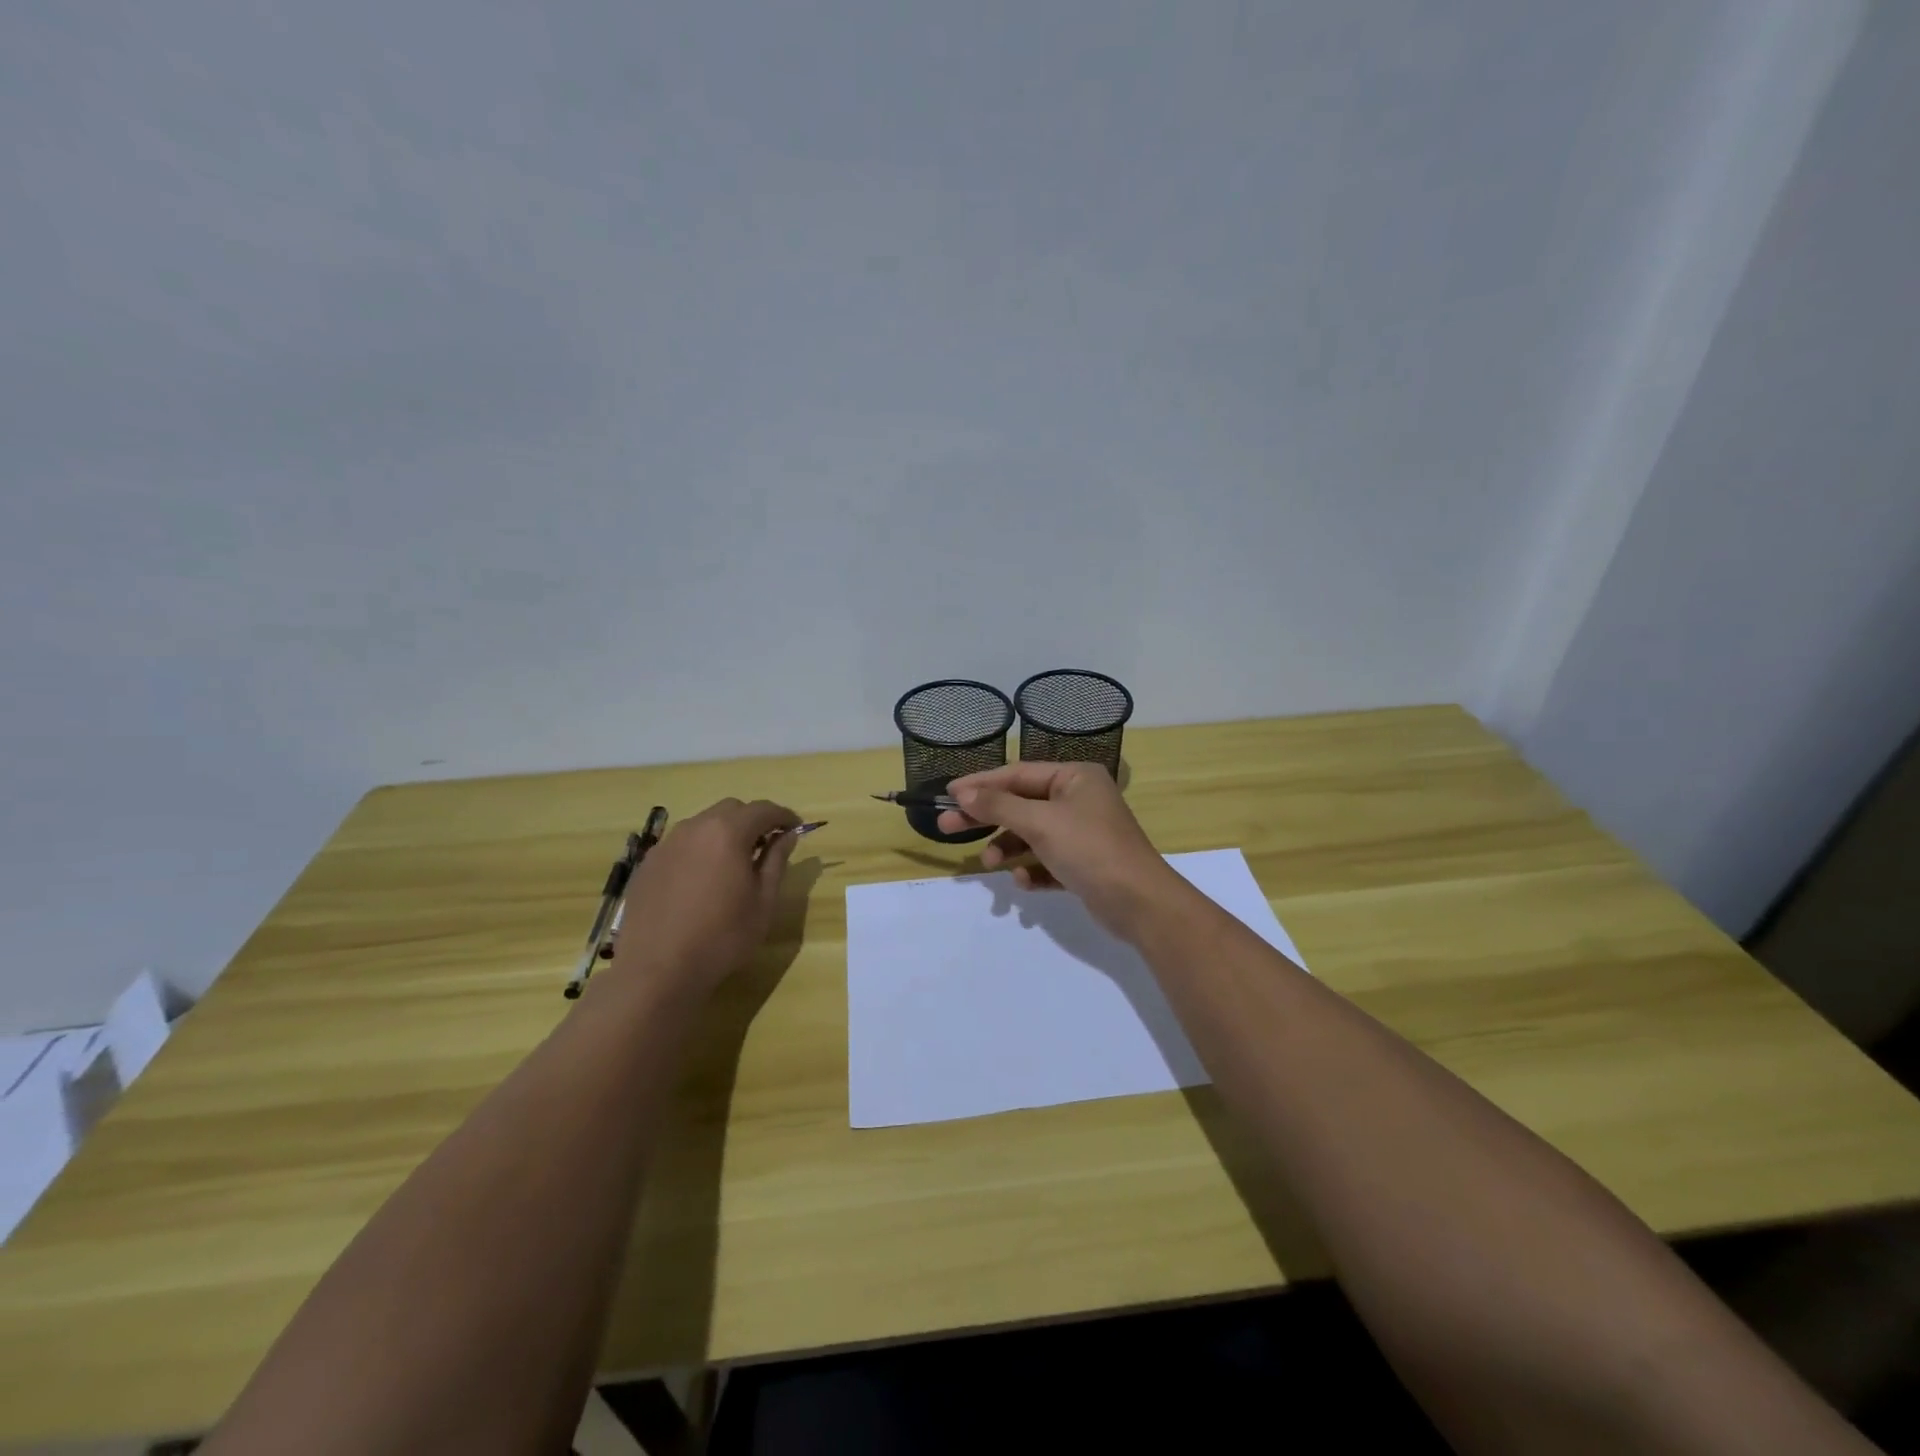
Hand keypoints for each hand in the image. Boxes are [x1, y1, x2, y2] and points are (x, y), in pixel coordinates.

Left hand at [608, 798, 800, 996]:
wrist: (658, 971)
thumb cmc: (722, 937)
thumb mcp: (763, 902)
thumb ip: (776, 861)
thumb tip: (787, 836)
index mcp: (727, 833)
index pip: (763, 809)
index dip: (783, 816)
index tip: (796, 828)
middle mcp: (694, 828)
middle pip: (731, 810)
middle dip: (752, 821)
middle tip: (766, 846)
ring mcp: (666, 845)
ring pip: (703, 825)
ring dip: (724, 834)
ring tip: (733, 864)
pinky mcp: (647, 864)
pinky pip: (681, 845)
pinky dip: (699, 850)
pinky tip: (701, 881)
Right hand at [937, 763, 1179, 938]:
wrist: (1140, 903)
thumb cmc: (1090, 849)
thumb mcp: (1041, 822)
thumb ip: (999, 806)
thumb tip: (963, 793)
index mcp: (1075, 777)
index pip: (1017, 774)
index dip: (981, 784)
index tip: (948, 794)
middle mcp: (1078, 799)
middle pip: (1020, 804)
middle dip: (986, 818)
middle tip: (946, 828)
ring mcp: (1082, 833)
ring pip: (1031, 835)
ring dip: (1008, 847)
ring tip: (990, 863)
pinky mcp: (1083, 864)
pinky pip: (1046, 861)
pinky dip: (1032, 869)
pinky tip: (1024, 881)